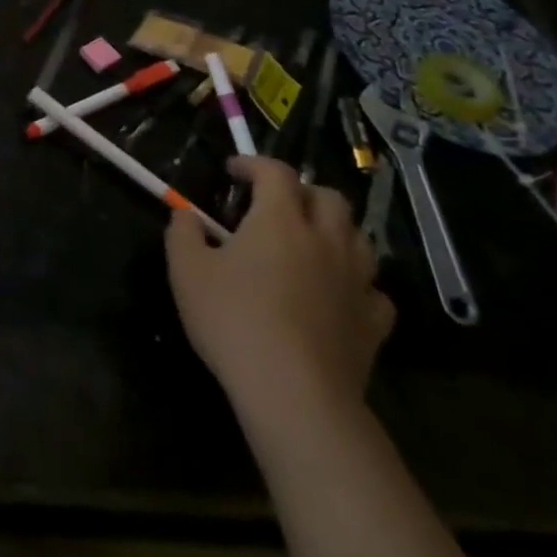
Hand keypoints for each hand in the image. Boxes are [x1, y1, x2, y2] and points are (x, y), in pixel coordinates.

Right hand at [166, 156, 392, 434]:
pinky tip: (336, 293)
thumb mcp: (186, 270)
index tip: (233, 171)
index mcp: (280, 220)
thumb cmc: (232, 319)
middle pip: (328, 197)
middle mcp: (325, 240)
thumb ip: (183, 233)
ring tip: (308, 243)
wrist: (293, 392)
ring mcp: (356, 281)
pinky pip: (372, 289)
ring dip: (334, 230)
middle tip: (274, 204)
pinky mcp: (373, 323)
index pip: (276, 172)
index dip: (254, 164)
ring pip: (358, 238)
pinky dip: (355, 282)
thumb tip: (185, 214)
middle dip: (301, 191)